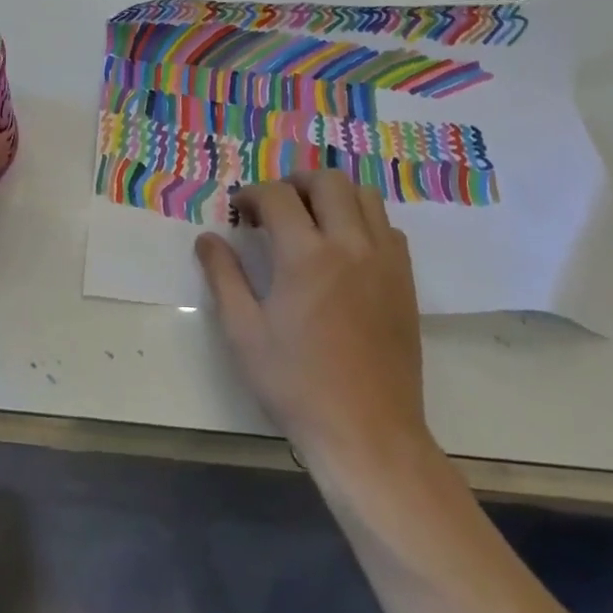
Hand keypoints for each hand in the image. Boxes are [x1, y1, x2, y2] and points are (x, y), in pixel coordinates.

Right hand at [195, 171, 435, 472]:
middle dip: (295, 183)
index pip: (276, 195)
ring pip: (365, 196)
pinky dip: (363, 221)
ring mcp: (384, 260)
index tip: (239, 213)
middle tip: (275, 208)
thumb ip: (223, 276)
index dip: (251, 195)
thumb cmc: (296, 383)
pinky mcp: (405, 280)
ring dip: (333, 196)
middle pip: (327, 181)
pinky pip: (388, 227)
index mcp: (305, 255)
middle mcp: (350, 244)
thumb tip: (207, 238)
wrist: (367, 432)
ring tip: (311, 220)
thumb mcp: (243, 331)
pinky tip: (345, 250)